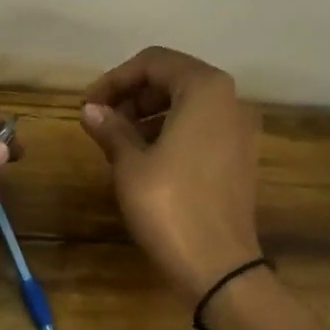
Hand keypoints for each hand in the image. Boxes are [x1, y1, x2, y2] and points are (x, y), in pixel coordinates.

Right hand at [80, 47, 262, 302]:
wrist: (219, 267)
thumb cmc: (170, 206)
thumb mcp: (130, 164)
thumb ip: (111, 128)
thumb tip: (91, 109)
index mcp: (206, 90)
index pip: (153, 63)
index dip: (114, 80)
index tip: (88, 106)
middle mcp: (231, 100)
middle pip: (173, 79)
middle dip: (132, 95)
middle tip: (100, 122)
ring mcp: (241, 129)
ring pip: (187, 104)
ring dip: (148, 114)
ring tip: (116, 142)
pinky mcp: (240, 156)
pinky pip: (201, 128)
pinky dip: (170, 131)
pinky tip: (144, 158)